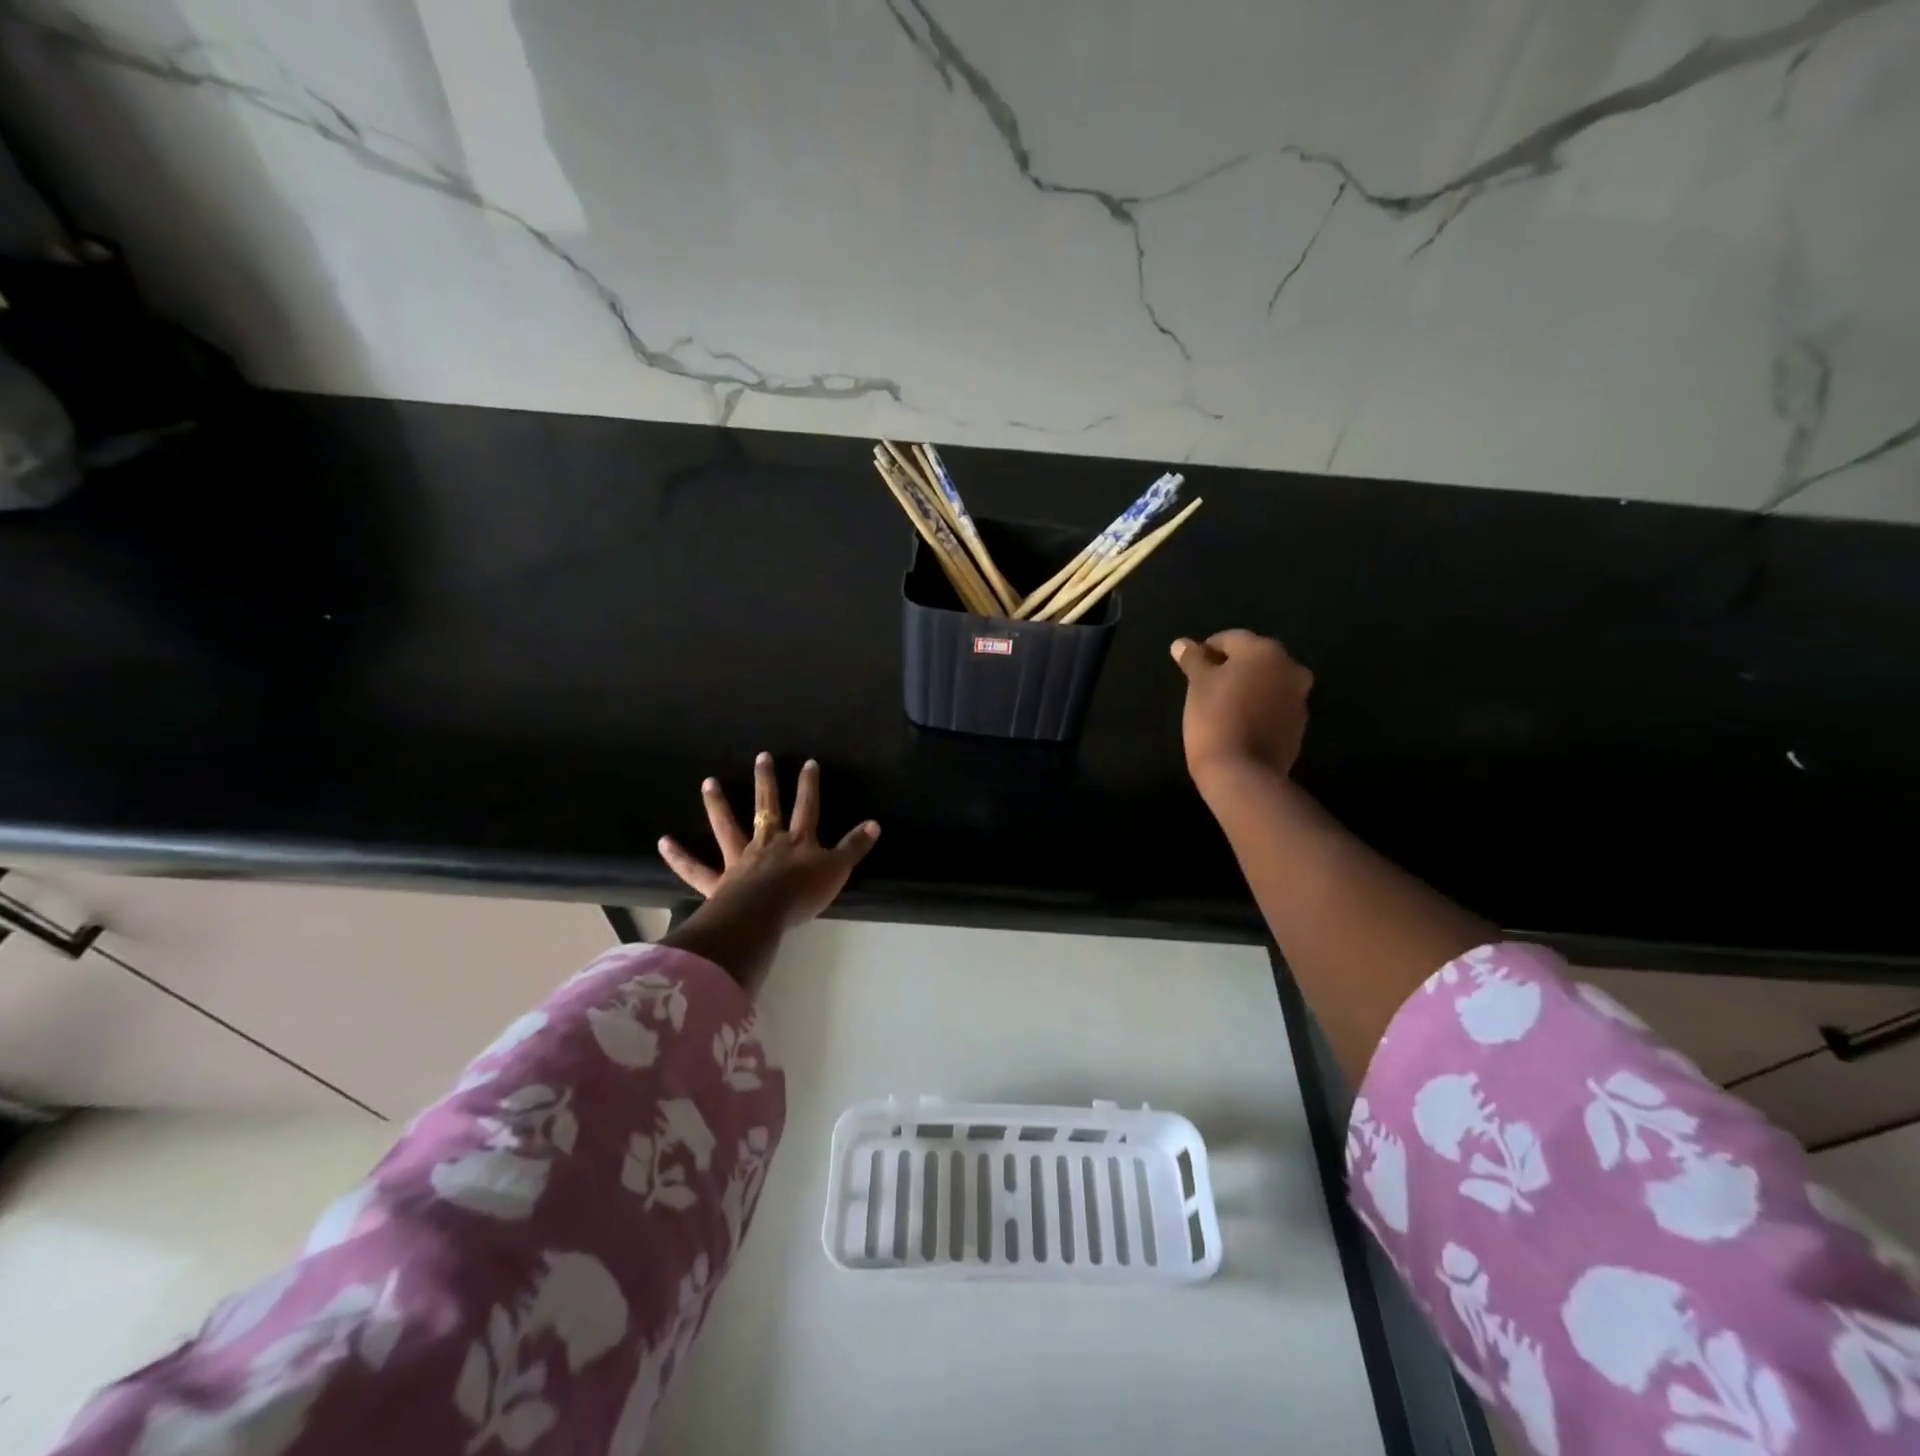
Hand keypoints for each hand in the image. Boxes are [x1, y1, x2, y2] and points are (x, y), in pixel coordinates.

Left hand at [659, 754, 879, 928]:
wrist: (764, 914)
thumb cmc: (803, 893)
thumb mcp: (837, 870)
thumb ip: (854, 847)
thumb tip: (875, 824)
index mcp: (797, 841)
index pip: (807, 807)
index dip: (809, 785)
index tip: (808, 763)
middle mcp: (767, 843)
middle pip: (767, 807)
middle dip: (767, 781)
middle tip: (761, 756)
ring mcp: (740, 860)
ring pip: (728, 827)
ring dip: (718, 805)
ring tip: (708, 782)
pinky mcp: (718, 882)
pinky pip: (696, 869)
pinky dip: (680, 857)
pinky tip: (663, 841)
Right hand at [1171, 631, 1313, 785]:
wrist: (1242, 772)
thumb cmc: (1215, 718)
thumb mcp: (1197, 685)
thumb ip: (1193, 660)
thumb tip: (1181, 644)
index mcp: (1264, 651)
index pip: (1230, 639)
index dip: (1206, 651)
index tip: (1191, 668)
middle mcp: (1289, 667)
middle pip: (1253, 659)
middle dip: (1230, 668)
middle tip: (1205, 686)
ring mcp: (1299, 698)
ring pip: (1267, 683)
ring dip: (1247, 687)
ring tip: (1221, 705)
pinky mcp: (1298, 725)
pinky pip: (1274, 706)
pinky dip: (1258, 708)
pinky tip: (1238, 723)